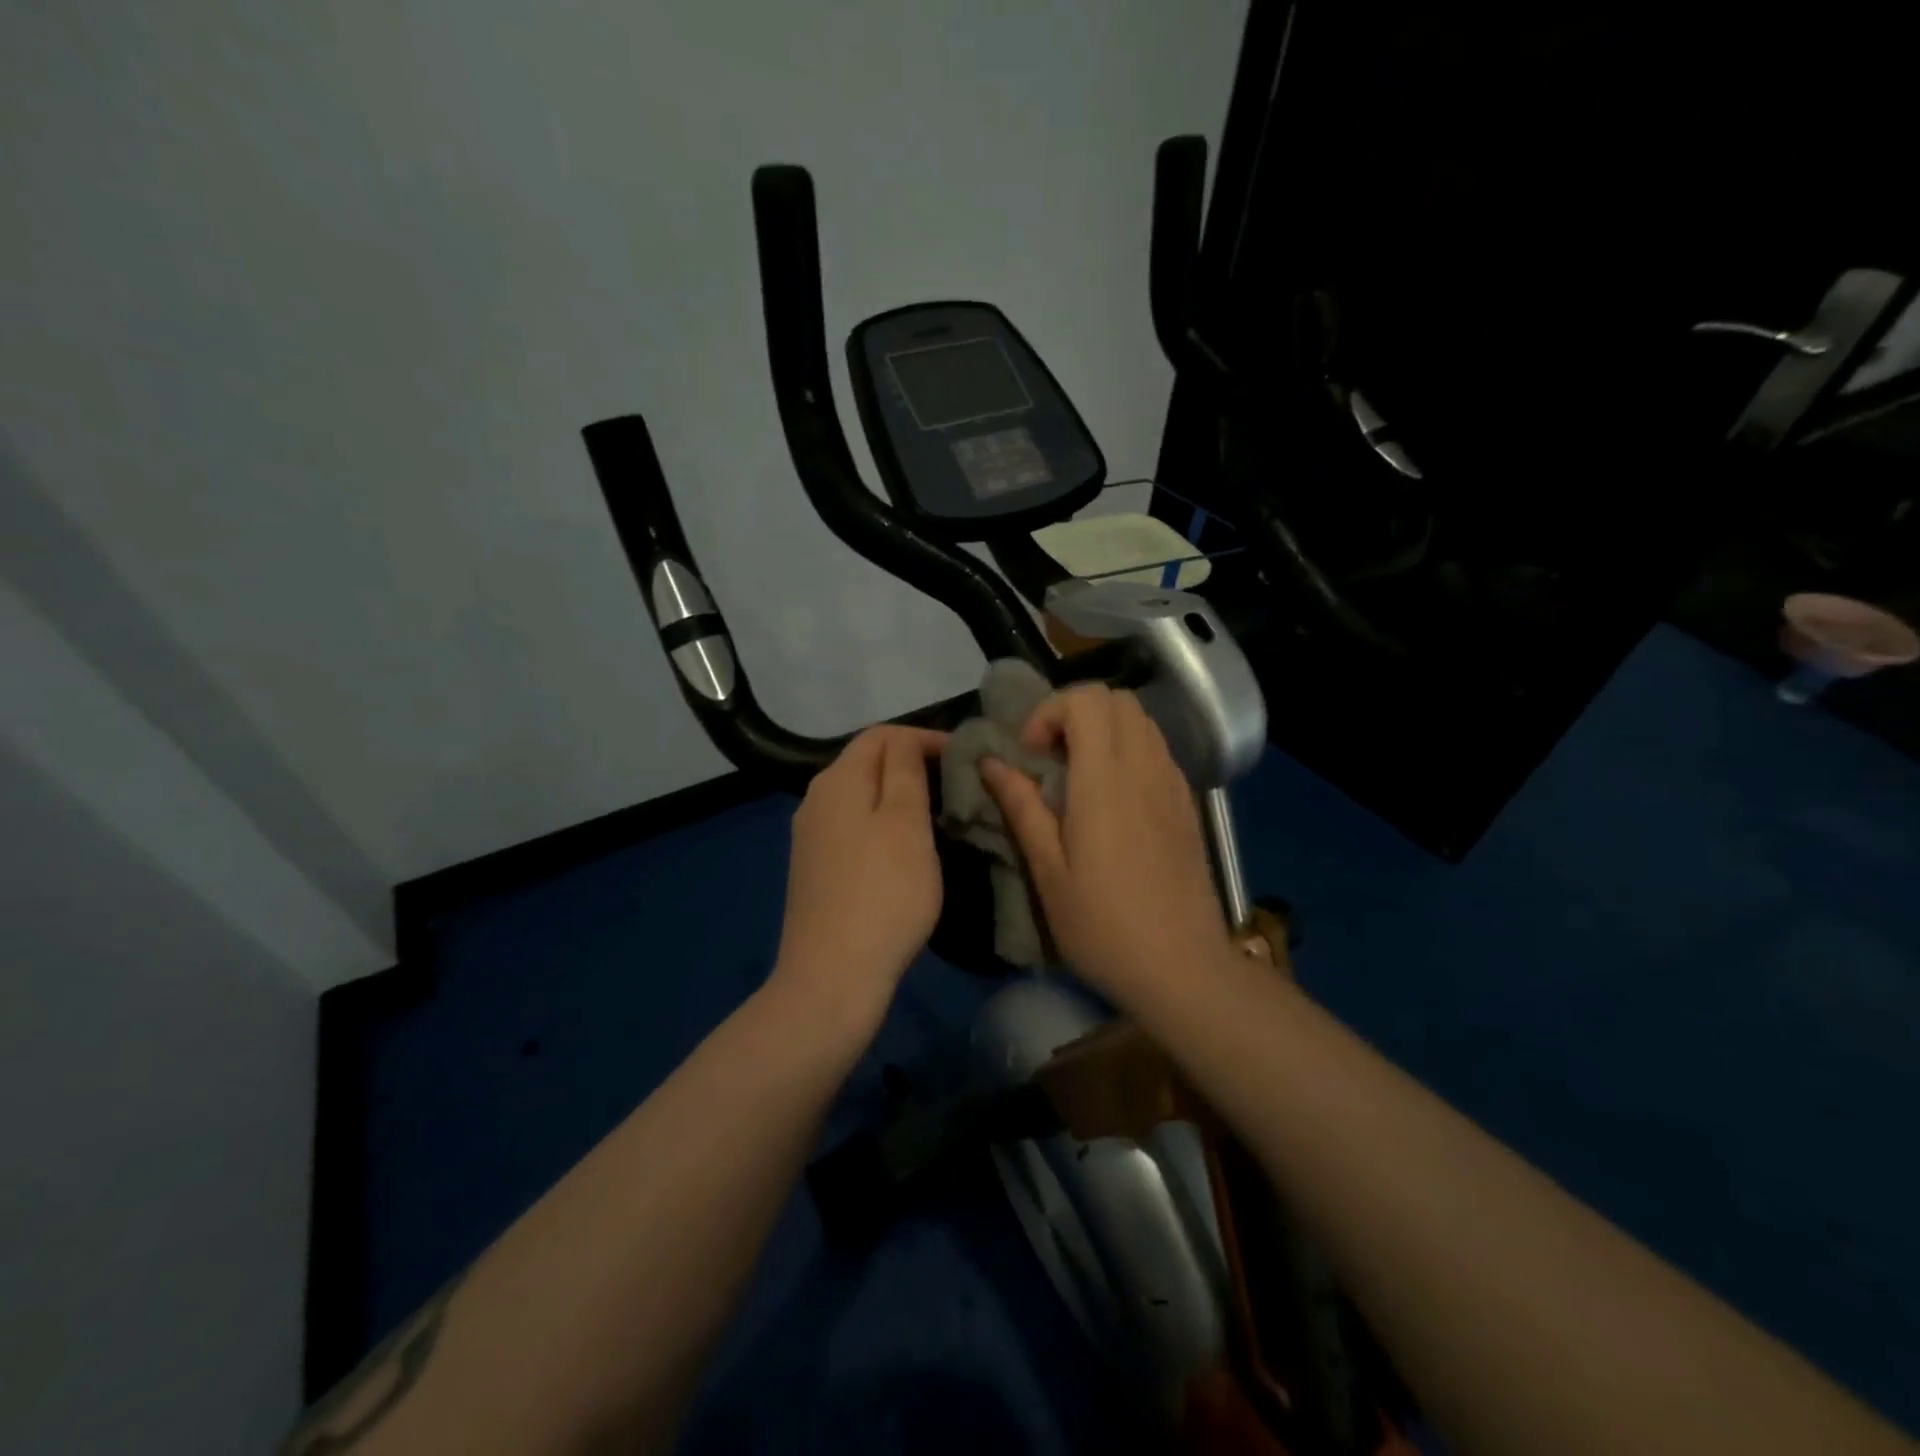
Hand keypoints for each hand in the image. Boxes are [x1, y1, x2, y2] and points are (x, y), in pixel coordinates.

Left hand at [769, 725, 947, 1036]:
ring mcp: (812, 837)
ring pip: (862, 797)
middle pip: (868, 763)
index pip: (882, 735)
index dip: (925, 738)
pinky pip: (855, 828)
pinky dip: (884, 825)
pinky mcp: (816, 869)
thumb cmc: (882, 894)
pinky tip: (906, 849)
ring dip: (900, 797)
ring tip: (940, 815)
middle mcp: (816, 800)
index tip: (966, 758)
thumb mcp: (906, 823)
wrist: (832, 977)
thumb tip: (906, 742)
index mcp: (837, 780)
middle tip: (958, 785)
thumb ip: (906, 771)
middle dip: (913, 765)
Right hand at [982, 685, 1227, 998]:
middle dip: (1074, 713)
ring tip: (1078, 776)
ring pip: (1140, 719)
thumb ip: (1021, 807)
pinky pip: (1156, 748)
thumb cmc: (1104, 926)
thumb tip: (992, 762)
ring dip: (1103, 729)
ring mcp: (1172, 783)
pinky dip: (1128, 749)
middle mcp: (1144, 767)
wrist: (1183, 967)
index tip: (1031, 755)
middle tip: (1050, 758)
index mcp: (1105, 780)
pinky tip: (1113, 798)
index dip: (1050, 712)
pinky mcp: (1187, 803)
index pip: (1087, 699)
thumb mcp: (1048, 872)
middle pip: (1116, 698)